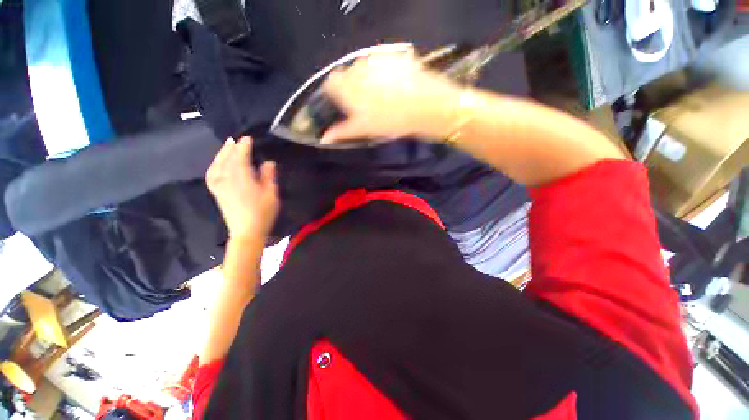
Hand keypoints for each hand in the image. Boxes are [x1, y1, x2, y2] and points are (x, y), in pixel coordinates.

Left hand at [206, 137, 278, 238]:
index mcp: (241, 179)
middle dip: (232, 148)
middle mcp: (226, 179)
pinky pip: (212, 173)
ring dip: (222, 154)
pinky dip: (214, 164)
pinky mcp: (216, 191)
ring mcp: (218, 186)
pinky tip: (218, 163)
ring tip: (227, 146)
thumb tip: (268, 162)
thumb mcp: (271, 194)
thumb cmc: (263, 213)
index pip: (240, 157)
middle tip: (237, 139)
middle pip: (227, 159)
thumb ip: (269, 176)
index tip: (249, 138)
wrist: (247, 231)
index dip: (244, 147)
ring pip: (217, 165)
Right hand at [321, 53, 461, 144]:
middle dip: (352, 87)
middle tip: (365, 104)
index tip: (344, 105)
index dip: (335, 94)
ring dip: (367, 79)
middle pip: (347, 75)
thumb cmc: (391, 121)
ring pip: (364, 68)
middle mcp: (358, 67)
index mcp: (347, 85)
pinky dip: (382, 73)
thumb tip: (324, 139)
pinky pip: (381, 63)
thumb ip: (342, 132)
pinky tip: (394, 86)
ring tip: (382, 96)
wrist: (425, 106)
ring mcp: (377, 59)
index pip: (331, 84)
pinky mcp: (394, 56)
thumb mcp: (364, 129)